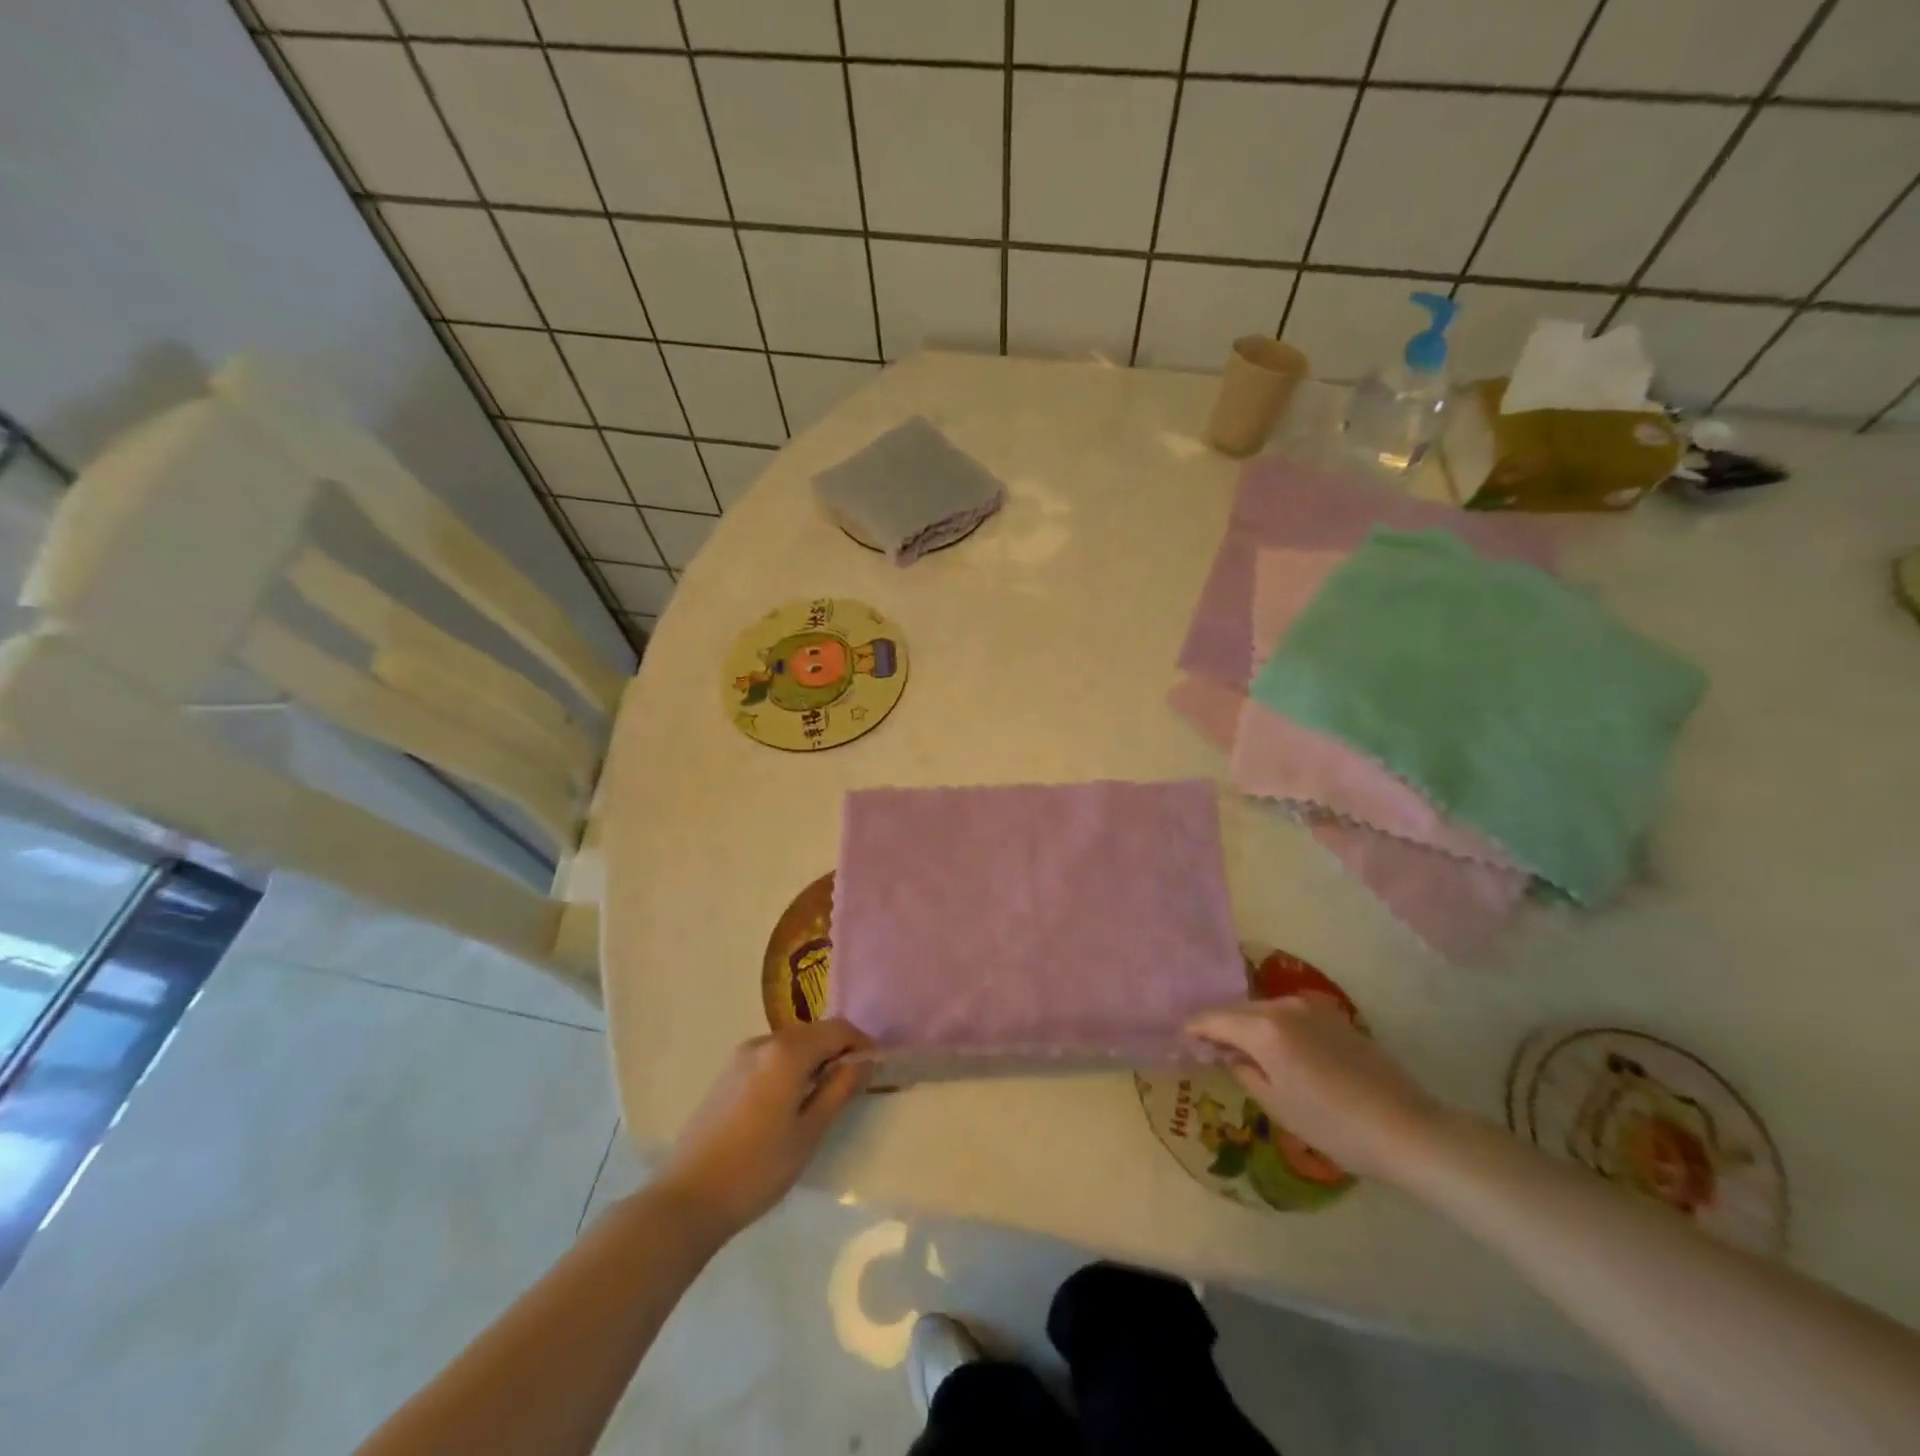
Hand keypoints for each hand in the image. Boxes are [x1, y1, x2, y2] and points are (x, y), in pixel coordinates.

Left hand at [655, 1019, 872, 1238]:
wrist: (688, 1199)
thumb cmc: (758, 1168)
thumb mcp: (810, 1131)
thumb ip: (840, 1088)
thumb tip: (865, 1060)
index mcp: (787, 1051)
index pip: (838, 1029)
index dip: (861, 1043)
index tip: (874, 1069)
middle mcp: (764, 1042)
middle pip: (813, 1032)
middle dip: (837, 1050)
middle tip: (852, 1085)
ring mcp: (741, 1056)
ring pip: (791, 1044)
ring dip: (813, 1059)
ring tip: (822, 1097)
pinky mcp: (726, 1073)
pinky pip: (771, 1057)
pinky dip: (789, 1068)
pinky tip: (788, 1103)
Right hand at [1185, 997, 1440, 1182]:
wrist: (1405, 1127)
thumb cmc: (1332, 1124)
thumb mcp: (1276, 1104)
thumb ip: (1242, 1070)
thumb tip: (1226, 1053)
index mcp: (1263, 1028)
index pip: (1212, 1018)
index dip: (1194, 1029)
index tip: (1182, 1040)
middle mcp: (1282, 1006)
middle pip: (1237, 1010)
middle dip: (1220, 1026)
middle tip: (1208, 1049)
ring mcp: (1310, 1008)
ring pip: (1263, 1011)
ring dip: (1248, 1026)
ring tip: (1242, 1051)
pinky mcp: (1333, 1016)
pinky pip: (1288, 1016)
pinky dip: (1274, 1028)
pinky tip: (1278, 1050)